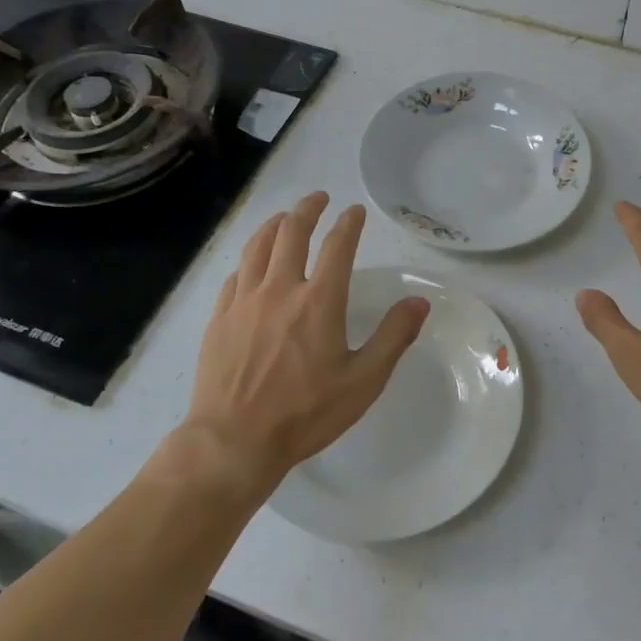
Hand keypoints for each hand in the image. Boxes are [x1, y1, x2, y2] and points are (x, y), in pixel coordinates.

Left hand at [179, 192, 429, 491]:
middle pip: (292, 232)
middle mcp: (280, 289)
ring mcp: (244, 301)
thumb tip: (420, 302)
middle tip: (318, 199)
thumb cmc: (305, 413)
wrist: (233, 441)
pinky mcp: (219, 318)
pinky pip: (235, 275)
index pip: (338, 245)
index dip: (348, 223)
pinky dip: (249, 259)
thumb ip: (393, 337)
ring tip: (284, 217)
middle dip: (308, 209)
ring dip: (274, 224)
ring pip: (258, 246)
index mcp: (319, 301)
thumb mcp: (363, 381)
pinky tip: (252, 263)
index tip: (354, 211)